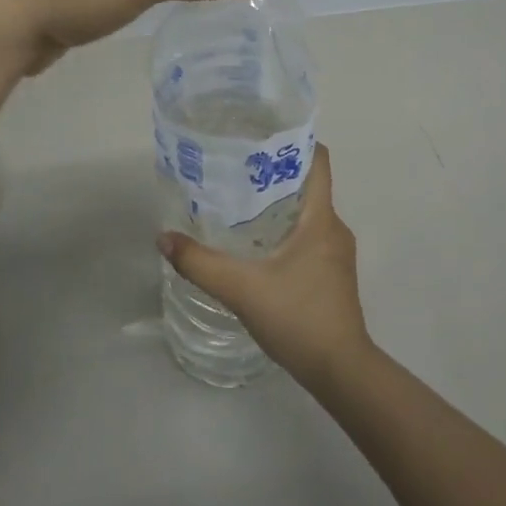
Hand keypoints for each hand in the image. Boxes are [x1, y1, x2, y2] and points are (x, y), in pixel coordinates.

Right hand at [158, 145, 371, 392]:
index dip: (294, 141)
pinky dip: (284, 230)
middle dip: (273, 173)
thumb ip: (201, 264)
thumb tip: (164, 238)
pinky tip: (255, 244)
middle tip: (234, 168)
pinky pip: (308, 236)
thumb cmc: (299, 319)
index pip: (318, 161)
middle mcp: (334, 229)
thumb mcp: (242, 289)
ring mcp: (336, 253)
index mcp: (322, 219)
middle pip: (308, 185)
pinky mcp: (331, 275)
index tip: (260, 134)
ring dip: (277, 204)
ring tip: (237, 202)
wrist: (340, 371)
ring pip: (307, 213)